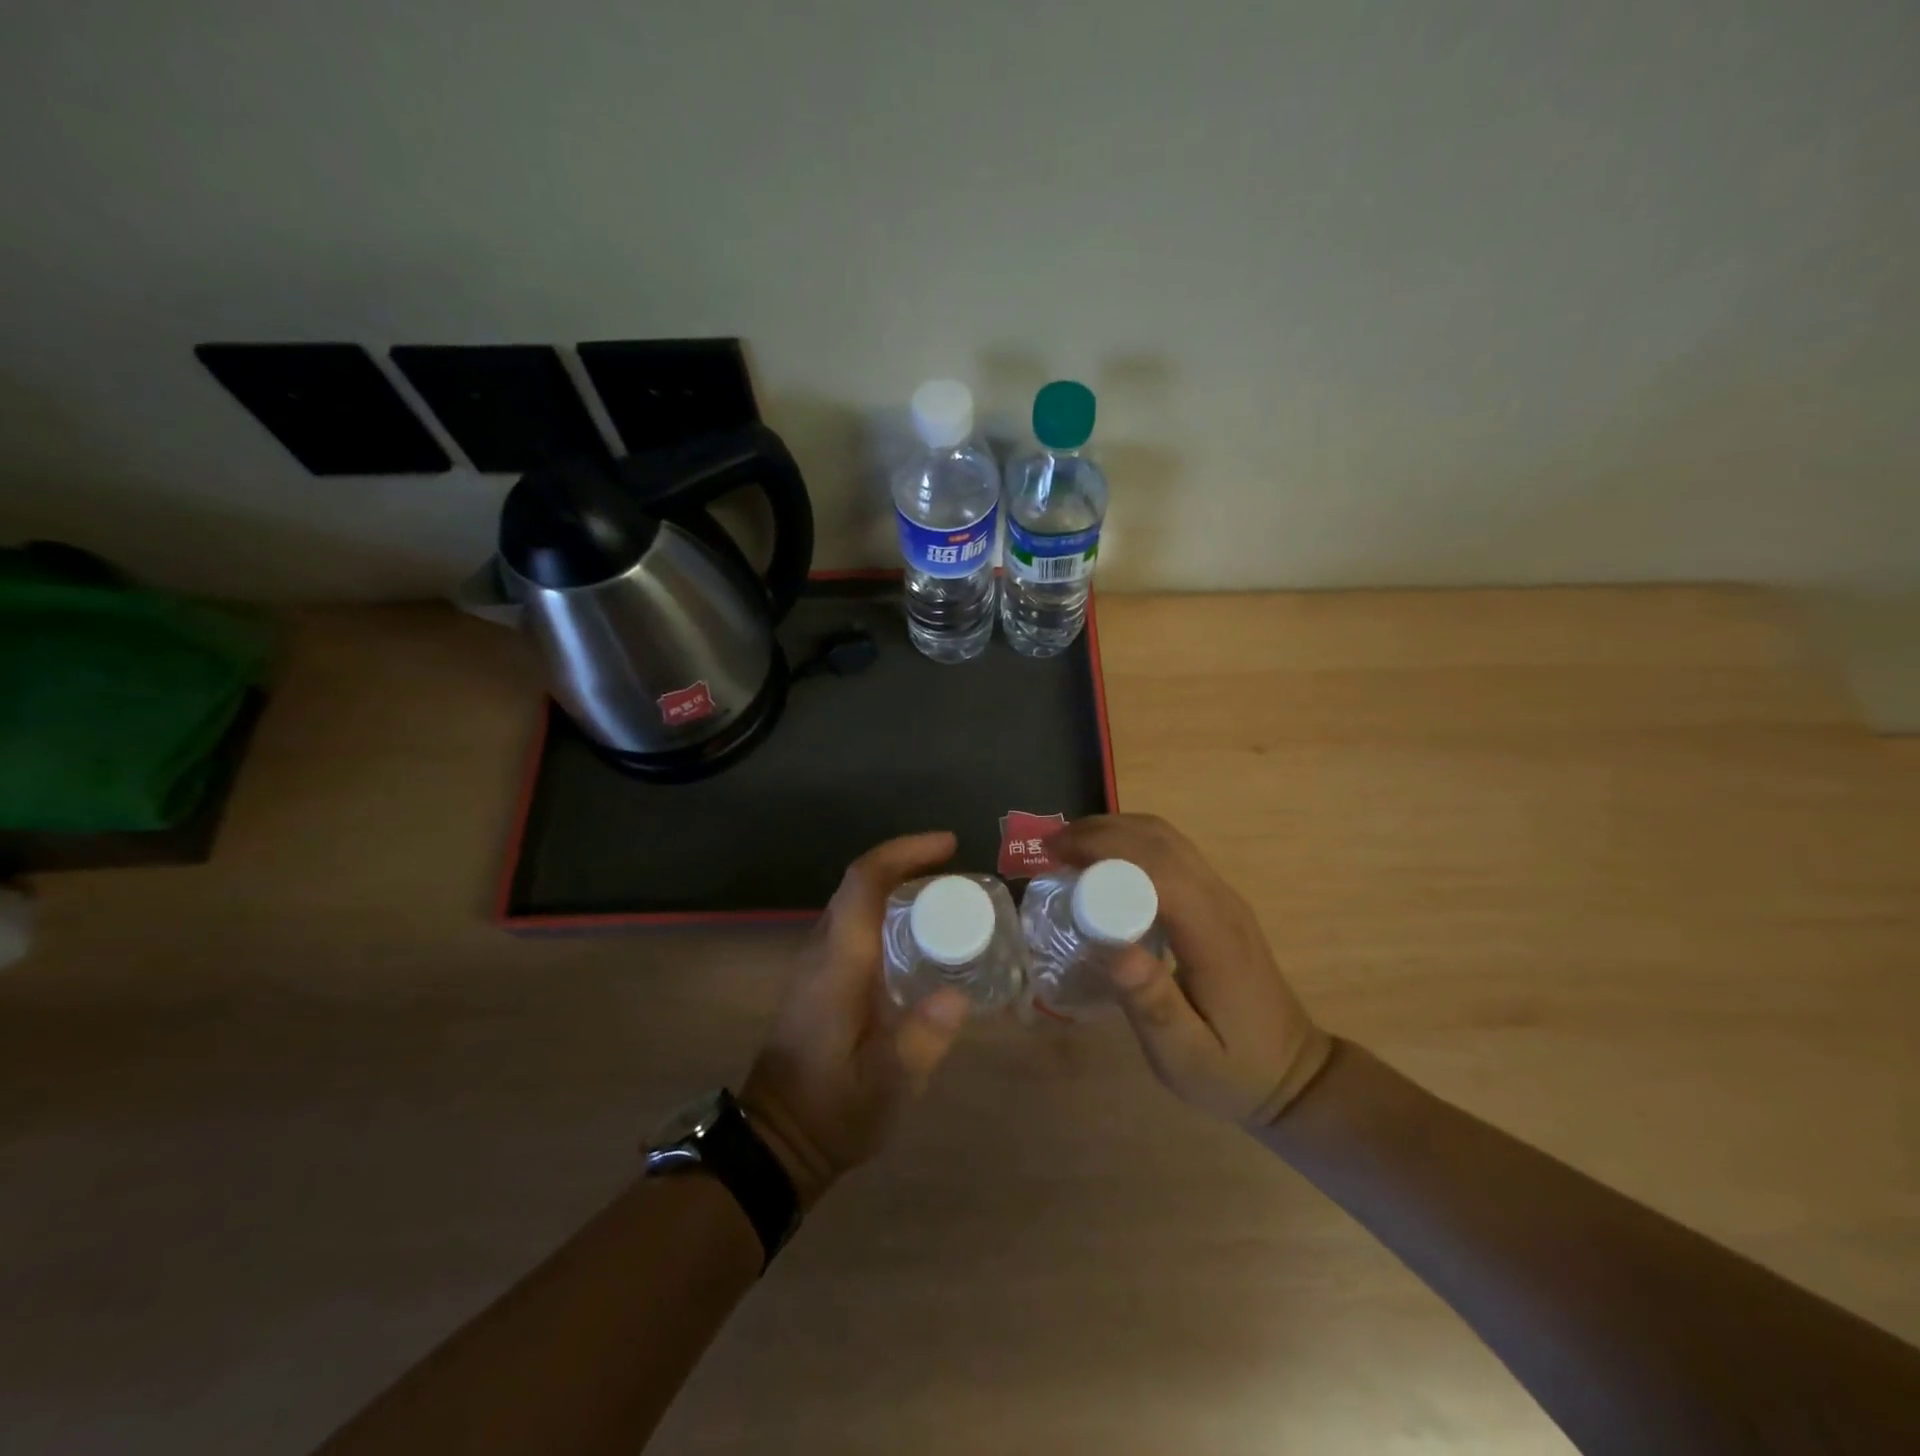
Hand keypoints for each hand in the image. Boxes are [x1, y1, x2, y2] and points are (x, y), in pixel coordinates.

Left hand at [740, 832, 970, 1207]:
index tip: (949, 846)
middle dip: (907, 862)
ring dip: (897, 884)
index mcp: (838, 962)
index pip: (864, 881)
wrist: (775, 1141)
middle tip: (956, 871)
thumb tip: (957, 995)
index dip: (905, 852)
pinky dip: (887, 910)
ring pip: (854, 901)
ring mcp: (816, 963)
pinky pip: (854, 923)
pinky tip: (919, 938)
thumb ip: (919, 1042)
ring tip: (946, 897)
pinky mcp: (819, 979)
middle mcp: (823, 950)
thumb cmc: (830, 1112)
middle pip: (859, 883)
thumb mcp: (884, 1088)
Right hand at [1052, 814, 1330, 1127]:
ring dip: (1115, 831)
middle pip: (1159, 839)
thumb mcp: (1186, 1056)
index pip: (1157, 867)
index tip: (1054, 855)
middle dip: (1100, 831)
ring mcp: (1223, 896)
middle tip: (1049, 848)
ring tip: (1068, 849)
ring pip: (1167, 838)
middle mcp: (1221, 901)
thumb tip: (1112, 947)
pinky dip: (1131, 843)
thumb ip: (1152, 1004)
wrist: (1293, 1074)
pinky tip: (1103, 865)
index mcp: (1212, 935)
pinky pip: (1171, 852)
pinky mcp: (1218, 900)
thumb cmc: (1233, 1071)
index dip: (1103, 849)